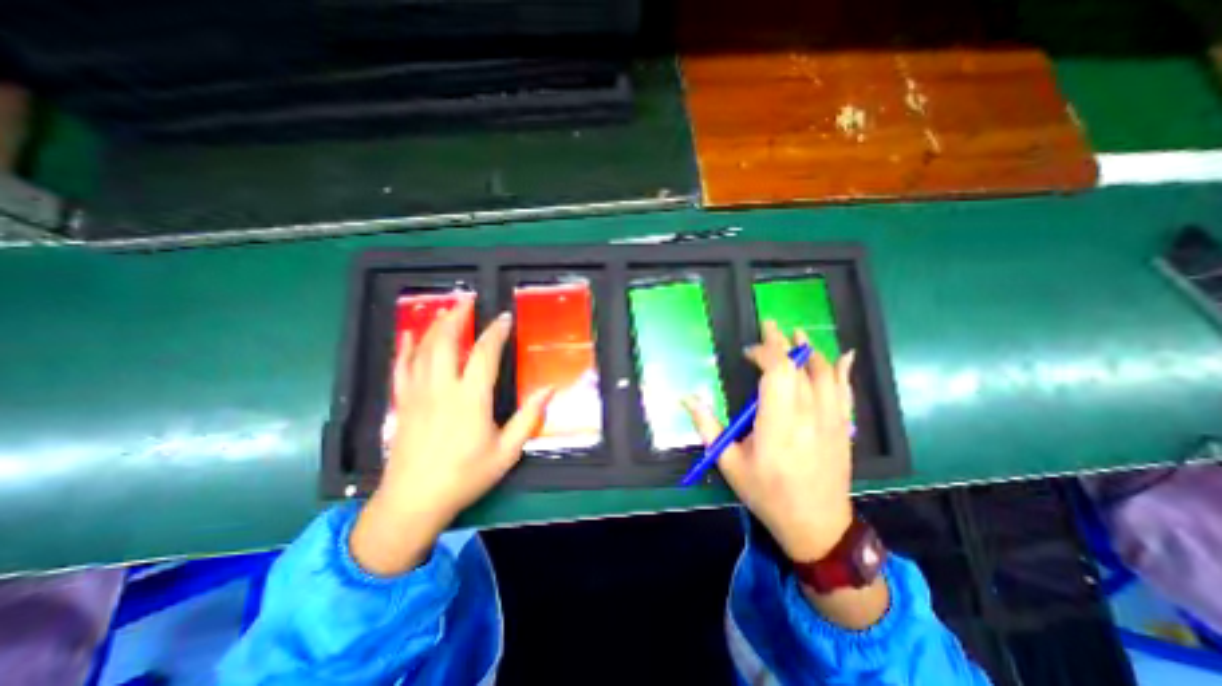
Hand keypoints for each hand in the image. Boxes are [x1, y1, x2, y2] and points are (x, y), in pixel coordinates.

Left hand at [346, 304, 551, 574]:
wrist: (414, 501)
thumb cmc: (466, 476)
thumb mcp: (507, 451)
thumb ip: (529, 418)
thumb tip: (549, 390)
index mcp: (470, 398)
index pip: (485, 353)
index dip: (496, 332)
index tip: (504, 318)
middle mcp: (442, 388)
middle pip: (446, 341)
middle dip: (458, 316)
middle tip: (469, 300)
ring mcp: (417, 393)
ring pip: (423, 349)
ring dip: (436, 325)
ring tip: (447, 310)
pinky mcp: (402, 402)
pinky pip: (400, 367)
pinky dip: (405, 347)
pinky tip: (409, 334)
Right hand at [683, 321, 851, 561]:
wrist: (816, 526)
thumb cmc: (767, 494)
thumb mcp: (729, 462)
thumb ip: (707, 426)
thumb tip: (686, 397)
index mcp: (777, 424)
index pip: (777, 372)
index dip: (764, 353)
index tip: (748, 351)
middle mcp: (807, 416)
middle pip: (799, 367)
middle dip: (782, 343)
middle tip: (769, 325)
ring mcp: (831, 420)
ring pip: (825, 374)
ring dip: (811, 351)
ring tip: (798, 334)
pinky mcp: (844, 428)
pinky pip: (846, 392)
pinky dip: (844, 371)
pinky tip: (844, 356)